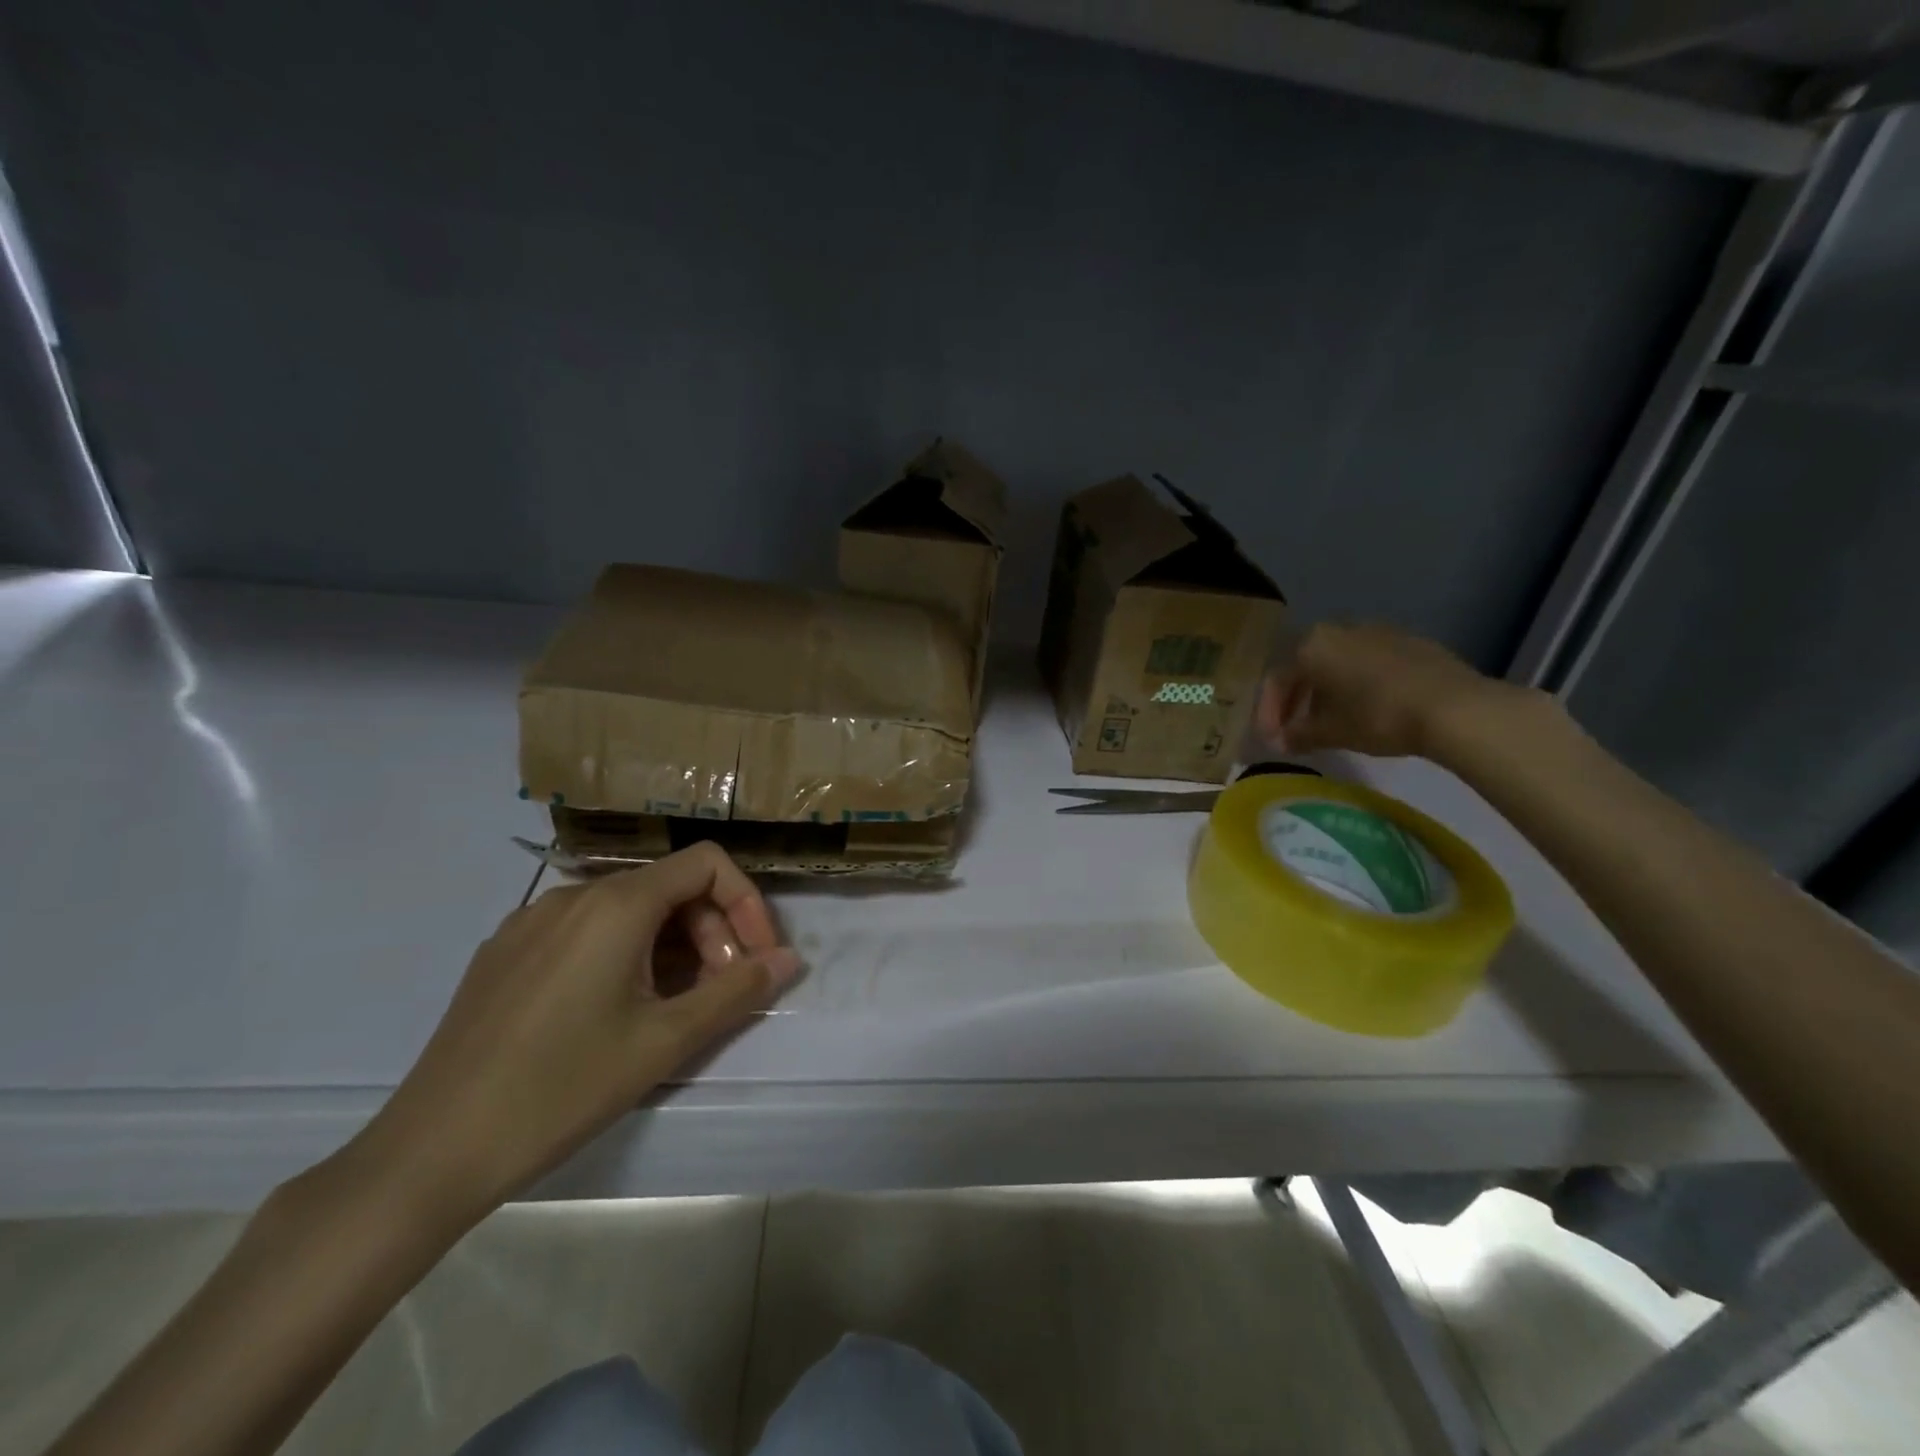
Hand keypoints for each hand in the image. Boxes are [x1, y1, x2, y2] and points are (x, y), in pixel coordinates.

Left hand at [347, 842, 798, 1221]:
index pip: (707, 864)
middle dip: (712, 931)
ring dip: (671, 945)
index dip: (746, 903)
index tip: (757, 959)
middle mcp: (574, 895)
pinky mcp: (505, 951)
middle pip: (670, 887)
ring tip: (673, 1006)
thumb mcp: (665, 1041)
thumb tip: (790, 959)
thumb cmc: (563, 1088)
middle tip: (720, 992)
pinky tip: (614, 1010)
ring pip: (629, 909)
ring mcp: (532, 921)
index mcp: (617, 904)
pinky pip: (586, 930)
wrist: (430, 1152)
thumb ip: (737, 991)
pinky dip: (624, 953)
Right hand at [1258, 621, 1529, 759]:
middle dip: (1296, 701)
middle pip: (1306, 667)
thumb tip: (1279, 742)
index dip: (1269, 713)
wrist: (1454, 707)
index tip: (1272, 741)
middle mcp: (1339, 629)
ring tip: (1332, 722)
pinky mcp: (1410, 642)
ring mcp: (1378, 632)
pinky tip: (1368, 709)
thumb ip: (1298, 735)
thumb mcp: (1330, 732)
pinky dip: (1358, 685)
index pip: (1277, 680)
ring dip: (1327, 692)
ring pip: (1339, 663)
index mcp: (1311, 646)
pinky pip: (1370, 663)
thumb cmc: (1377, 716)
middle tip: (1295, 730)